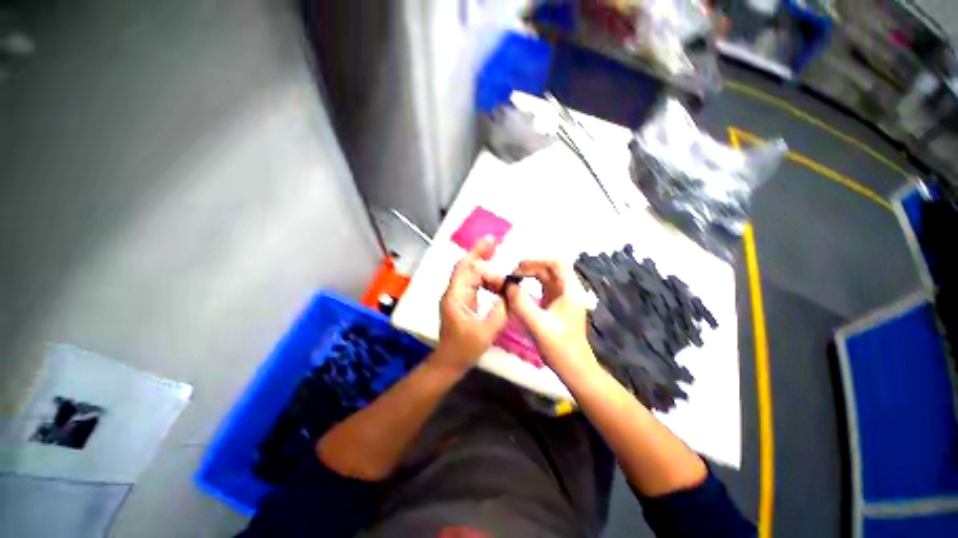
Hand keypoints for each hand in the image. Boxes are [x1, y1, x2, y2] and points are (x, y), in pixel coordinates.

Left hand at [436, 237, 507, 371]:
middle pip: (466, 266)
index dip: (479, 255)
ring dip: (484, 264)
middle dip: (480, 252)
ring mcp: (457, 295)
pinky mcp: (462, 300)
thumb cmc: (464, 349)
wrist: (449, 361)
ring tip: (499, 256)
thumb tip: (510, 293)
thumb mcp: (486, 332)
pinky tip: (497, 279)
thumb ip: (500, 310)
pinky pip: (473, 282)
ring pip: (470, 273)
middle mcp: (454, 292)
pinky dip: (485, 277)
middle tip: (496, 241)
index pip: (467, 269)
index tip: (495, 244)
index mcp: (455, 296)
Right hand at [505, 260, 597, 376]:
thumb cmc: (560, 348)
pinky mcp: (555, 304)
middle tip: (511, 274)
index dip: (538, 259)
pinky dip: (530, 283)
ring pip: (545, 276)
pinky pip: (542, 286)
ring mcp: (562, 296)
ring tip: (512, 278)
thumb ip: (521, 304)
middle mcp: (568, 289)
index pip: (558, 262)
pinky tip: (518, 288)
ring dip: (529, 274)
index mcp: (571, 291)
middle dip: (530, 266)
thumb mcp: (538, 325)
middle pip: (550, 267)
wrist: (574, 369)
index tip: (518, 265)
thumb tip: (507, 285)